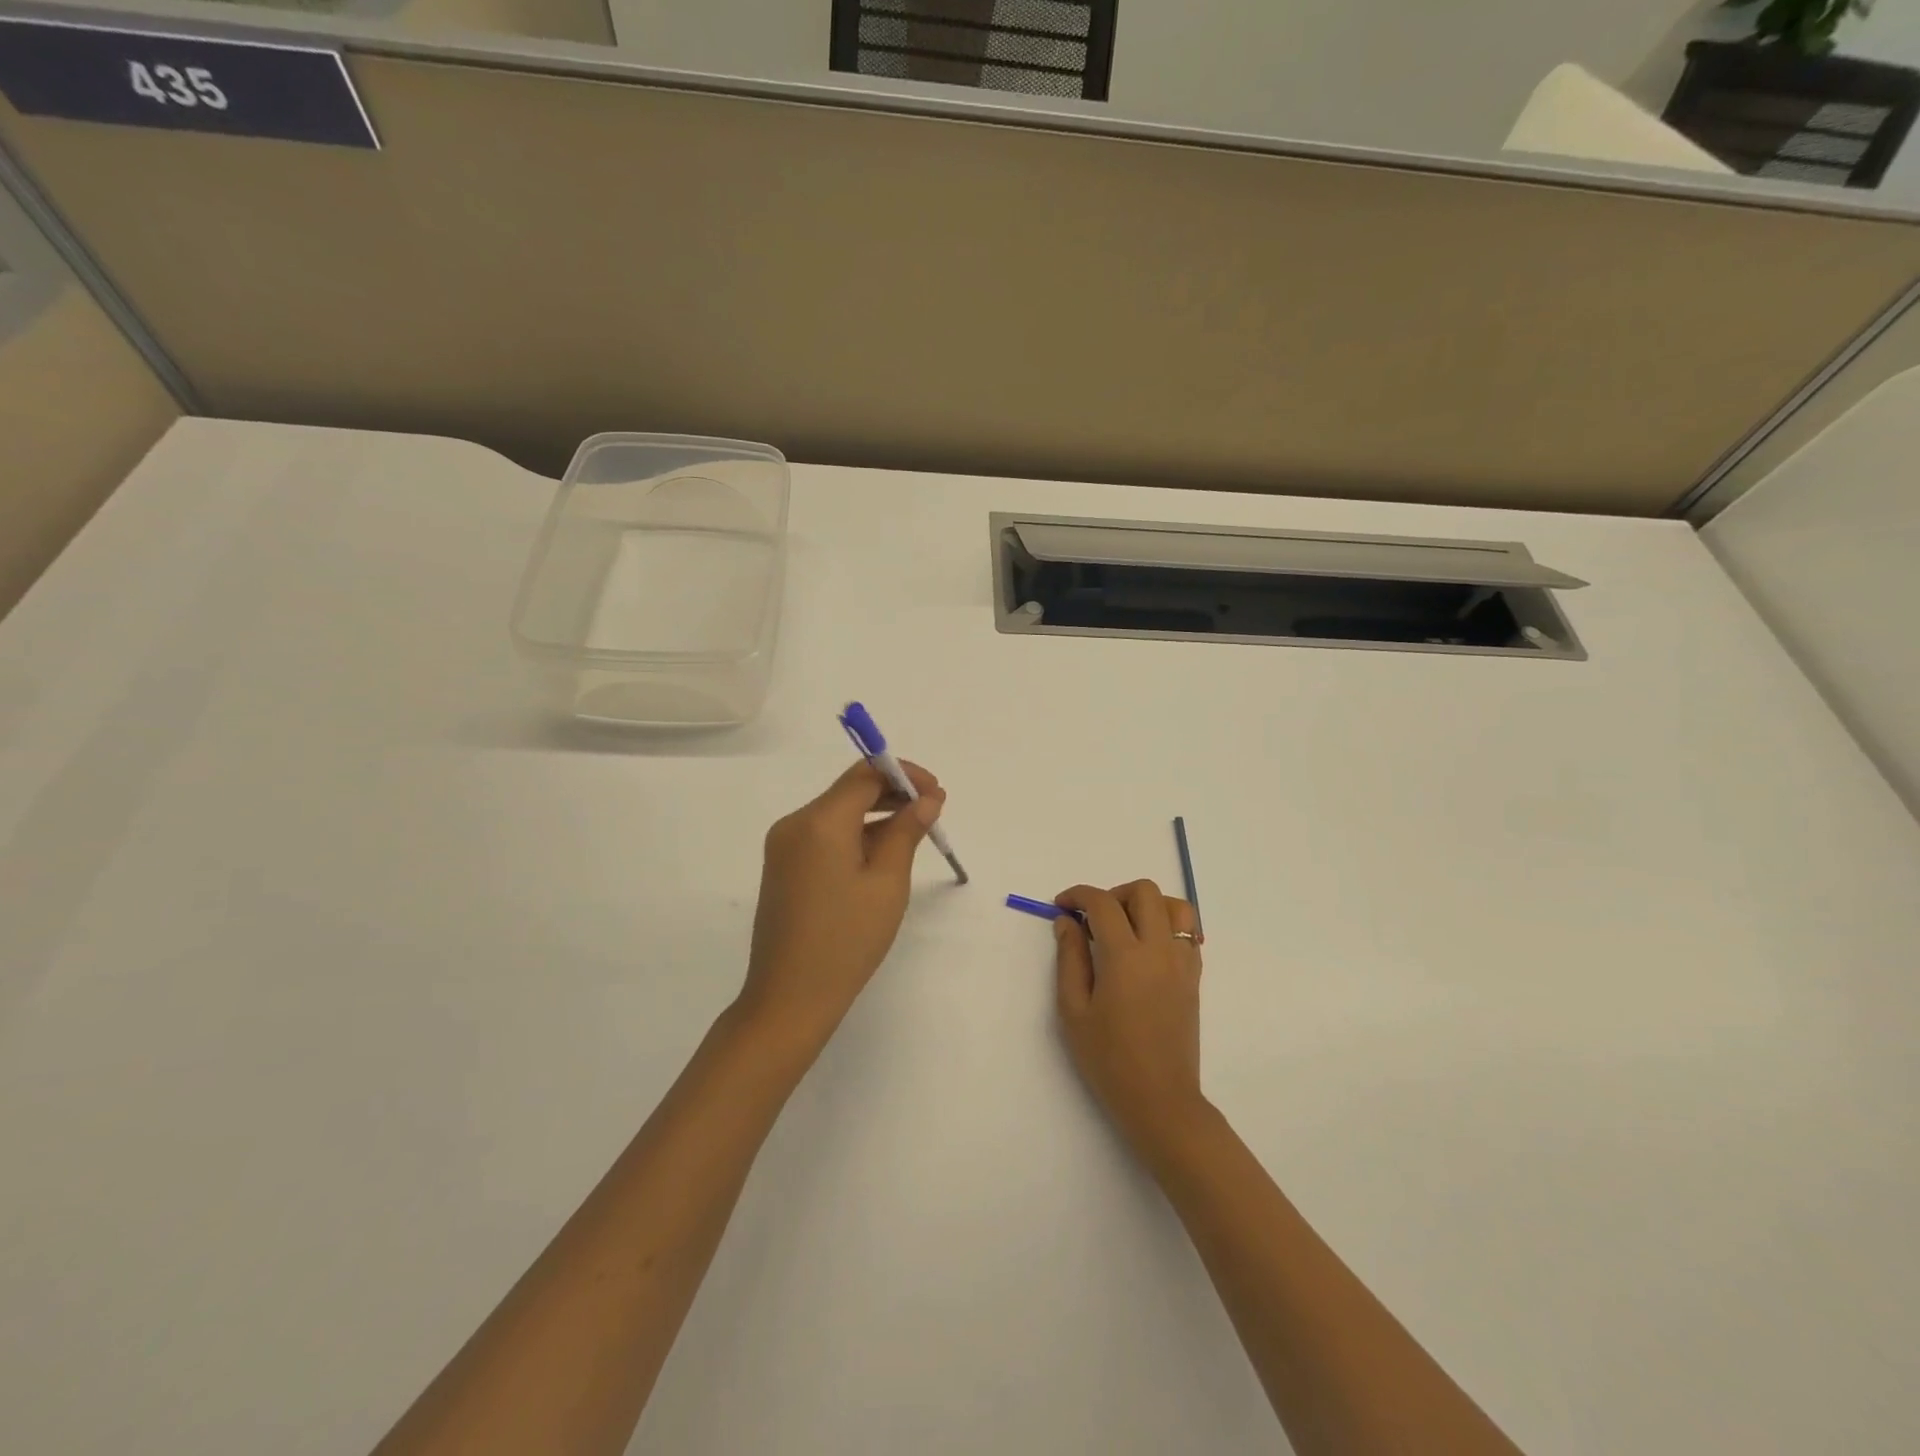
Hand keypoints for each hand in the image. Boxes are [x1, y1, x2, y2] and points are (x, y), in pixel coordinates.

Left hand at [734, 760, 946, 1053]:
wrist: (789, 999)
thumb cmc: (846, 941)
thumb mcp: (887, 884)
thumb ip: (906, 832)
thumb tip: (926, 800)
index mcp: (819, 821)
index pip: (865, 775)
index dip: (904, 775)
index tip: (937, 793)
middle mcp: (795, 823)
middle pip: (849, 790)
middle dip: (892, 792)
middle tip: (933, 811)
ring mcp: (784, 846)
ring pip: (837, 812)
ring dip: (876, 814)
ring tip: (915, 832)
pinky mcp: (783, 866)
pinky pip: (824, 835)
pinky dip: (855, 834)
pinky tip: (882, 853)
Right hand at [1053, 880, 1206, 1154]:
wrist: (1160, 1099)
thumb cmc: (1108, 1059)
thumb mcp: (1073, 1010)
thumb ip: (1070, 958)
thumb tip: (1067, 922)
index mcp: (1125, 957)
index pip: (1102, 903)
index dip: (1078, 895)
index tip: (1062, 906)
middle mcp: (1159, 949)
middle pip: (1144, 891)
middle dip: (1114, 893)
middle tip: (1094, 918)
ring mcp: (1182, 962)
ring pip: (1174, 906)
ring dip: (1147, 905)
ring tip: (1124, 928)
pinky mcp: (1194, 977)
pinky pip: (1187, 932)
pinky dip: (1166, 925)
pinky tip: (1145, 949)